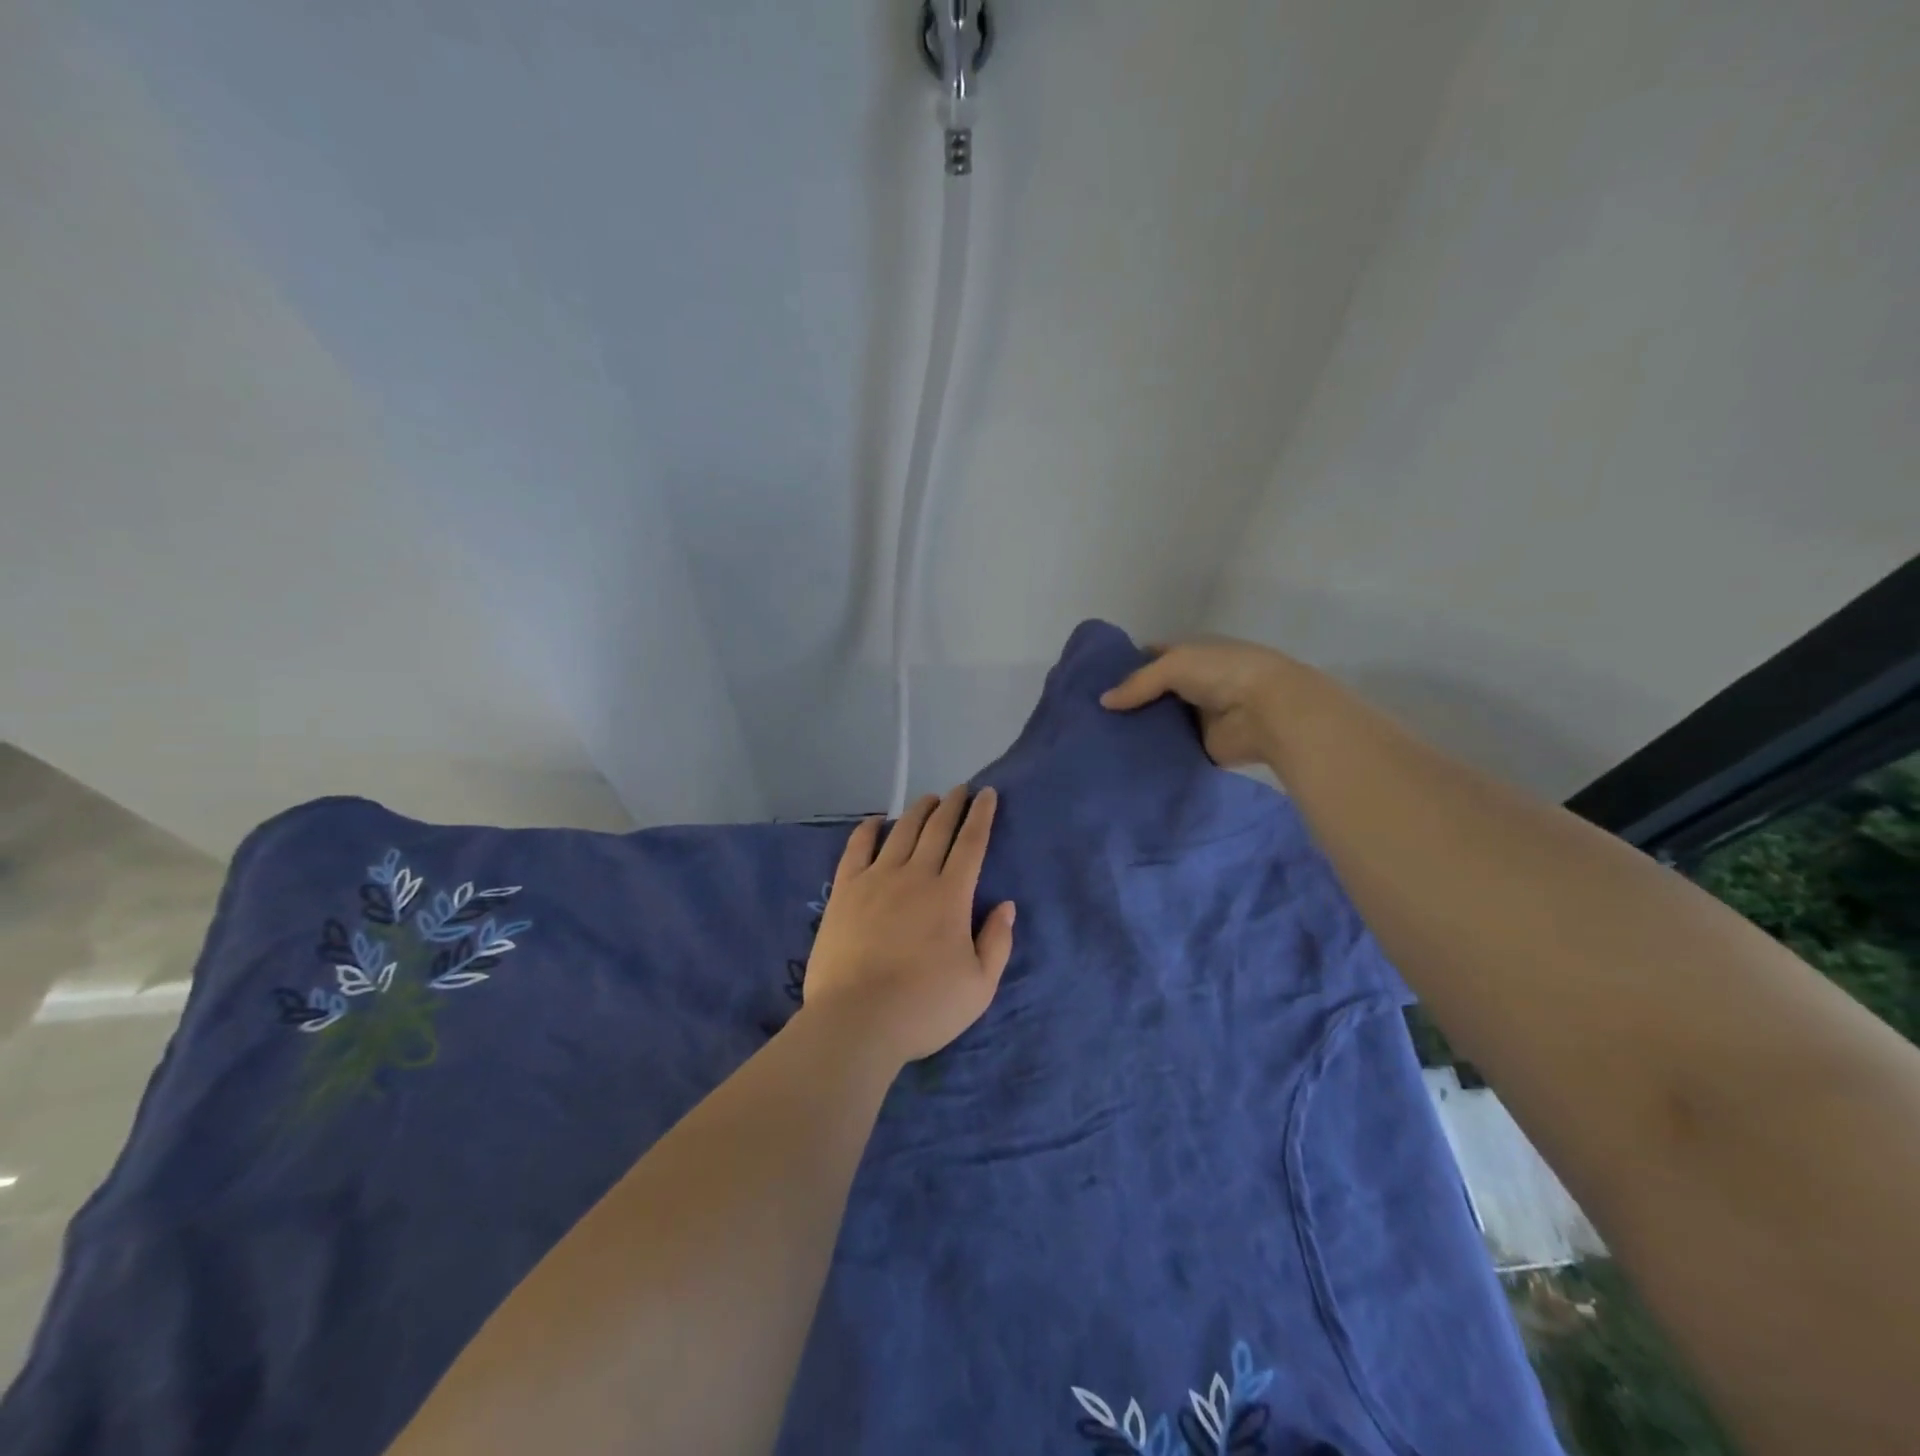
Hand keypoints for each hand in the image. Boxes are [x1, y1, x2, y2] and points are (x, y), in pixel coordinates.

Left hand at [802, 786, 1015, 1065]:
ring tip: (929, 799)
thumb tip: (1006, 905)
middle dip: (953, 805)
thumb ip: (997, 942)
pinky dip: (868, 829)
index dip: (982, 816)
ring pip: (902, 832)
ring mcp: (877, 879)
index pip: (971, 843)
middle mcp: (915, 876)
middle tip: (961, 789)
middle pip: (938, 829)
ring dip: (918, 811)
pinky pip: (857, 848)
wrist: (857, 1021)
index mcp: (951, 896)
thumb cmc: (924, 1008)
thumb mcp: (979, 986)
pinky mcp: (846, 890)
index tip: (988, 794)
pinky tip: (877, 820)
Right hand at [1099, 638, 1300, 767]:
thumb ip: (1137, 683)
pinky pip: (1169, 749)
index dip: (1124, 666)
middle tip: (1090, 715)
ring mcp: (1196, 716)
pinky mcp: (1200, 746)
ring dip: (1136, 729)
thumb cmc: (1222, 674)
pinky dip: (1151, 753)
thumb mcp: (1173, 665)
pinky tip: (1121, 759)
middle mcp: (1192, 684)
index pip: (1150, 657)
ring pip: (1158, 722)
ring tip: (1098, 739)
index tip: (1093, 680)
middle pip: (1151, 693)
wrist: (1267, 711)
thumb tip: (1104, 702)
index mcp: (1190, 655)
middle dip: (1126, 702)